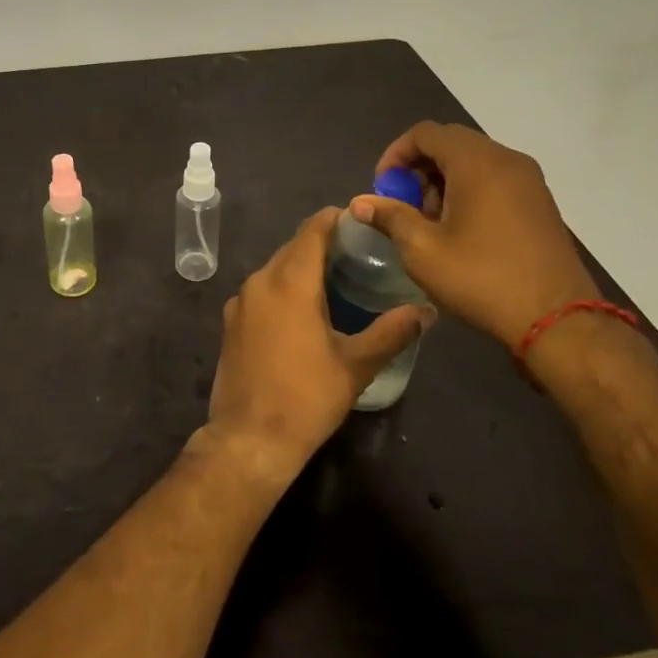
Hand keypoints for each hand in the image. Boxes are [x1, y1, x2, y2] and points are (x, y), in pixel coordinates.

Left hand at [202, 208, 431, 480]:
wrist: (249, 439)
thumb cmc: (307, 398)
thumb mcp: (356, 366)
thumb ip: (392, 332)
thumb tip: (427, 310)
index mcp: (290, 282)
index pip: (312, 230)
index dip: (335, 219)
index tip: (360, 221)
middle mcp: (260, 281)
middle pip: (293, 247)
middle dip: (322, 244)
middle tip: (357, 254)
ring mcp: (240, 301)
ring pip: (275, 268)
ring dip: (301, 267)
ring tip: (335, 280)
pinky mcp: (230, 321)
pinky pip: (261, 290)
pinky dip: (282, 287)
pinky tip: (303, 310)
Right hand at [351, 122, 598, 352]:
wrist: (559, 321)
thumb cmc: (482, 279)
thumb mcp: (422, 250)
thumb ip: (389, 217)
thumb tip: (360, 203)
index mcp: (477, 162)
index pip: (425, 133)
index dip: (395, 155)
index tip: (383, 189)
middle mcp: (506, 159)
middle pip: (450, 143)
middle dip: (418, 169)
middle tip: (404, 206)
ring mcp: (529, 181)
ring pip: (473, 161)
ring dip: (443, 180)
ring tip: (430, 222)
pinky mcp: (540, 203)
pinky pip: (495, 179)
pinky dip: (469, 190)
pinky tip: (461, 230)